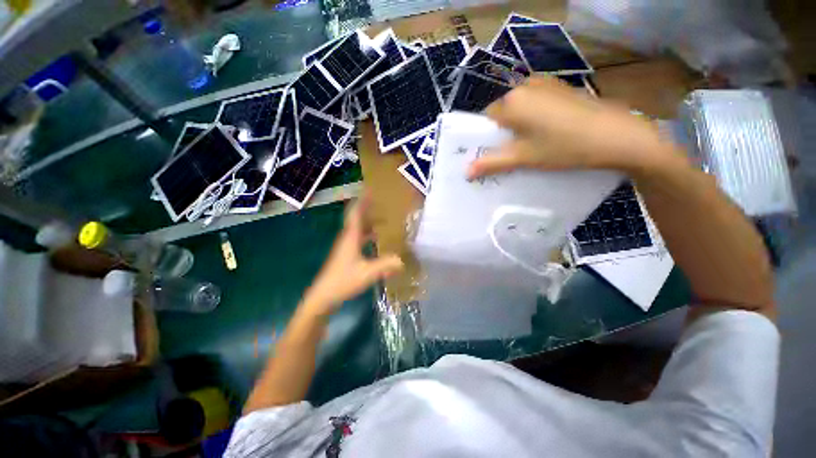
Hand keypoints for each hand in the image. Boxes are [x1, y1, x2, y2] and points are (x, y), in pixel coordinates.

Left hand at [300, 196, 402, 317]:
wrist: (323, 296)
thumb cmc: (343, 281)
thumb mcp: (367, 273)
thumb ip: (385, 265)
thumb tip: (403, 260)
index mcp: (351, 236)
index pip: (356, 213)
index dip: (363, 200)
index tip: (370, 189)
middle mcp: (347, 238)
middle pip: (358, 218)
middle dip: (368, 208)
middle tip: (382, 202)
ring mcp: (346, 246)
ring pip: (359, 228)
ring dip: (369, 221)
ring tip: (383, 218)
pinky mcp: (347, 254)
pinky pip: (359, 238)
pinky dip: (368, 234)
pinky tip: (377, 239)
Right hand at [467, 77, 674, 179]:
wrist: (617, 136)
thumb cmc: (563, 147)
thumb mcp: (523, 158)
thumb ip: (492, 163)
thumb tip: (466, 172)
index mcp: (512, 101)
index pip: (486, 118)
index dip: (488, 138)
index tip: (496, 153)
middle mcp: (526, 85)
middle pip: (503, 112)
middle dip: (504, 132)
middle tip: (515, 153)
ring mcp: (546, 84)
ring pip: (520, 108)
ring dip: (520, 126)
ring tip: (533, 145)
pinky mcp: (561, 88)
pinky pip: (537, 104)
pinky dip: (535, 118)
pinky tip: (549, 133)